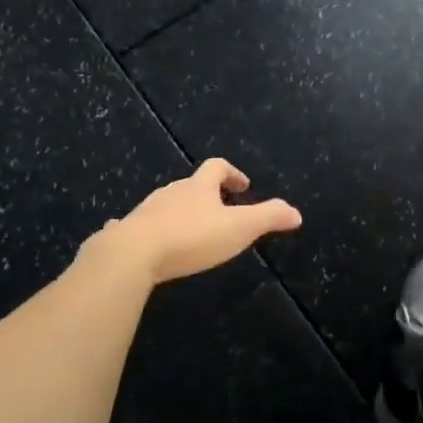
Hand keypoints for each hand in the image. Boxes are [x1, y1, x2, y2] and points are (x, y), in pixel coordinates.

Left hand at [101, 160, 301, 285]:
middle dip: (206, 194)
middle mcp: (171, 192)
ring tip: (190, 230)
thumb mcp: (239, 228)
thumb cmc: (191, 238)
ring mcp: (145, 210)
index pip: (217, 167)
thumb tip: (296, 212)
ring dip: (180, 211)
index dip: (232, 173)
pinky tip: (144, 243)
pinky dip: (145, 228)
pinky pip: (136, 225)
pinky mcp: (125, 232)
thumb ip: (269, 217)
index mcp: (199, 187)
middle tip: (220, 211)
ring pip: (166, 203)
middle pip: (191, 184)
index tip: (243, 186)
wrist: (132, 254)